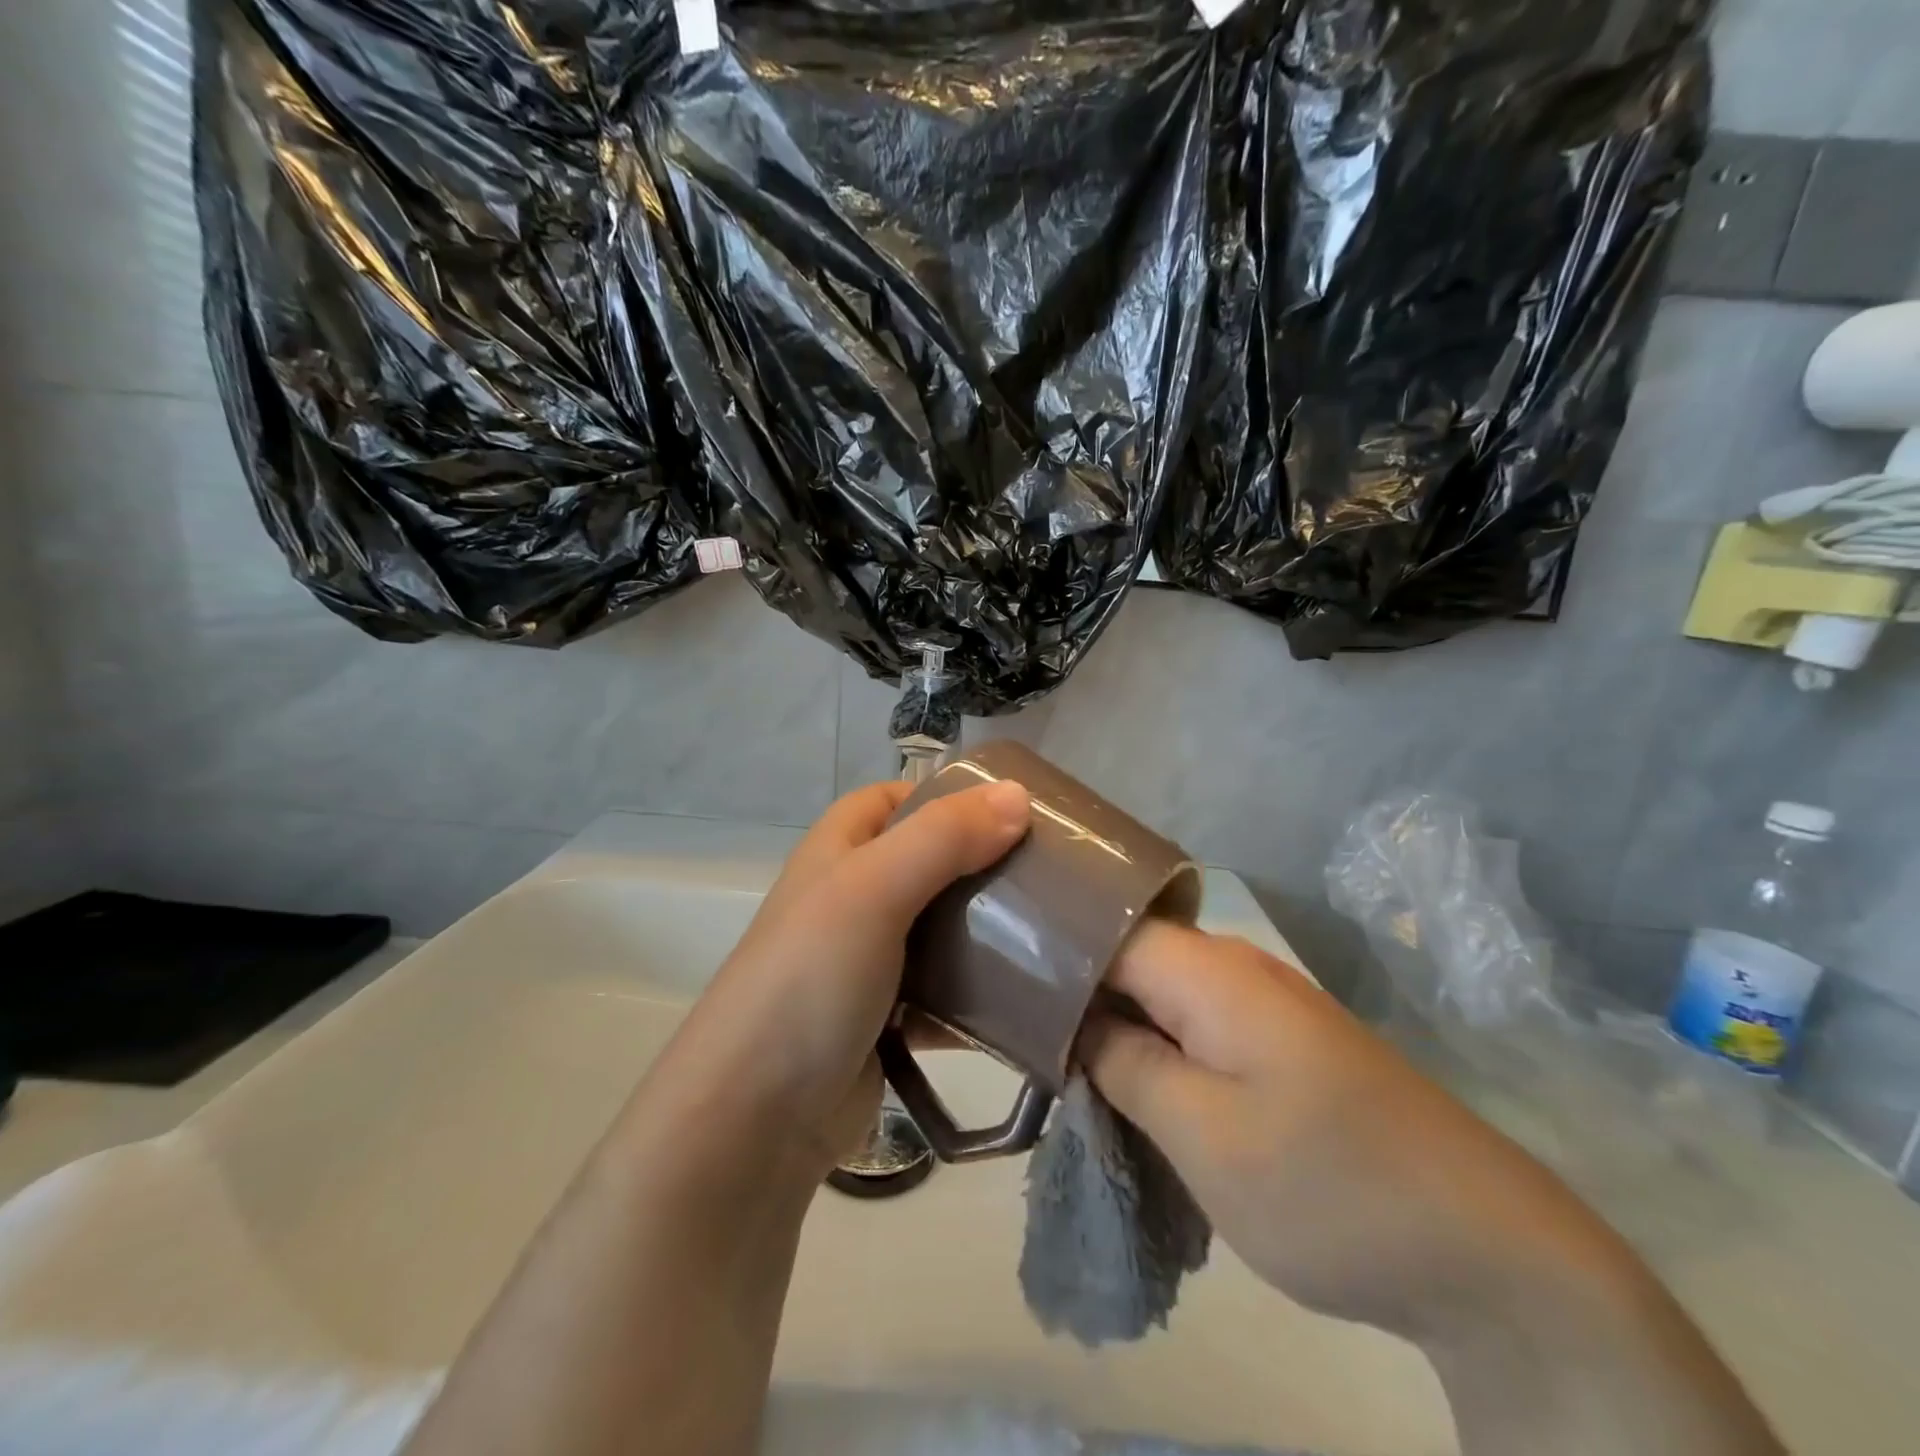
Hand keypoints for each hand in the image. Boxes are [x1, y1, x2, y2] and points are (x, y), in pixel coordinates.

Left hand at [655, 776, 1029, 1181]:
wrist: (755, 1117)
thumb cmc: (811, 977)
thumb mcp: (873, 888)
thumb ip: (945, 837)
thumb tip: (1019, 794)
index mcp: (840, 849)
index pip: (897, 798)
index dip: (949, 794)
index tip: (1014, 808)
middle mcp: (854, 896)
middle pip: (931, 862)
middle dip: (986, 863)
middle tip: (1054, 870)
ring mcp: (870, 959)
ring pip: (944, 928)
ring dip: (991, 930)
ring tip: (1058, 929)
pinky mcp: (889, 1018)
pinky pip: (947, 992)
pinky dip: (982, 993)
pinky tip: (1032, 998)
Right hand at [1079, 924, 1783, 1455]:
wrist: (1490, 1253)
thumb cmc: (1328, 1187)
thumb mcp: (1204, 1135)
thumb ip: (1125, 1064)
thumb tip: (1075, 1022)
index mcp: (1211, 970)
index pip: (1103, 927)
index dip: (1049, 949)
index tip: (1002, 984)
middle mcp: (1236, 966)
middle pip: (1129, 954)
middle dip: (1073, 990)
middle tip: (1018, 1033)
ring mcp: (1265, 1003)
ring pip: (1160, 991)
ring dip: (1113, 1023)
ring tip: (1059, 1059)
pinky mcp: (1283, 1041)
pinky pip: (1195, 1023)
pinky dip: (1155, 1044)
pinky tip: (1130, 1080)